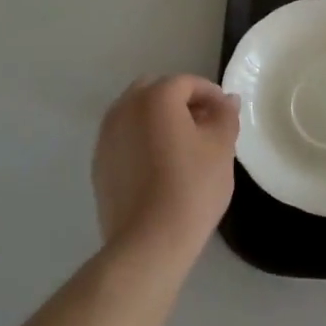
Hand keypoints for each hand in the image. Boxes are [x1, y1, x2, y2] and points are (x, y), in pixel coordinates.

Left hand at [92, 75, 239, 263]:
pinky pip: (125, 137)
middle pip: (156, 91)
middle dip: (181, 101)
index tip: (226, 116)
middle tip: (204, 126)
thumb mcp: (221, 148)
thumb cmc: (191, 188)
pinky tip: (160, 167)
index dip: (211, 95)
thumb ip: (225, 116)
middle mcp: (125, 108)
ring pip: (137, 113)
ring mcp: (107, 136)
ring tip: (182, 147)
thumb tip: (226, 101)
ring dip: (159, 119)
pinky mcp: (99, 163)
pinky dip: (142, 139)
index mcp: (156, 97)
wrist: (148, 243)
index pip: (187, 82)